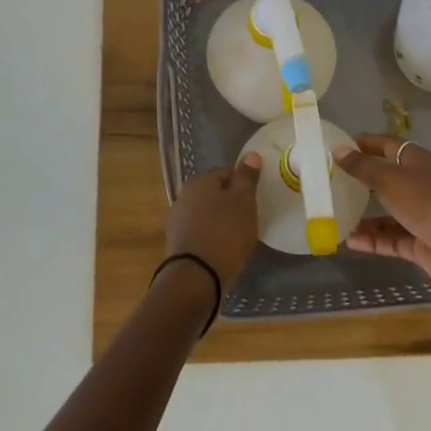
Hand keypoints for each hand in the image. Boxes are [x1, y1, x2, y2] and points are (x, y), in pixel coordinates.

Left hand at [164, 153, 263, 290]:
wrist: (196, 276)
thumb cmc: (225, 232)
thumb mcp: (244, 201)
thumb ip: (247, 177)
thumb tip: (251, 154)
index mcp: (200, 180)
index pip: (227, 172)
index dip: (243, 184)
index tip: (255, 200)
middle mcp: (184, 194)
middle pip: (214, 193)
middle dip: (229, 202)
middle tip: (248, 218)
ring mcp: (177, 219)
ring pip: (205, 212)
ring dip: (219, 220)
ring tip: (237, 236)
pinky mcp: (176, 242)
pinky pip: (199, 231)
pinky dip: (210, 236)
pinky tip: (221, 249)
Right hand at [334, 136, 430, 300]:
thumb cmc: (430, 204)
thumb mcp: (392, 180)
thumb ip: (363, 168)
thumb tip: (338, 150)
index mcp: (421, 163)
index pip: (391, 146)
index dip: (369, 144)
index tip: (342, 145)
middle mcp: (423, 186)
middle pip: (390, 179)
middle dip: (364, 181)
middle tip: (333, 182)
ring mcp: (424, 217)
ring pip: (390, 213)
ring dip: (366, 216)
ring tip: (336, 216)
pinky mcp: (423, 244)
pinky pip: (393, 239)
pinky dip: (374, 240)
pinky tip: (349, 242)